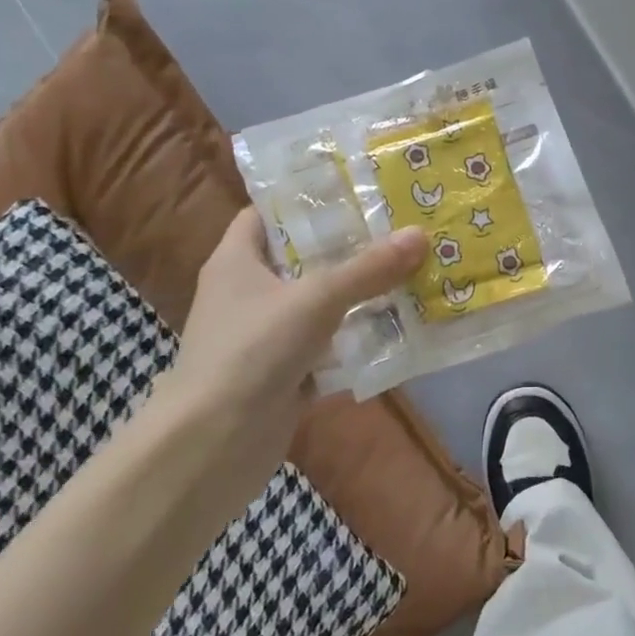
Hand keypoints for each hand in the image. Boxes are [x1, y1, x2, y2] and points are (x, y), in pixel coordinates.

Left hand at [150, 207, 425, 477]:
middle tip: (400, 229)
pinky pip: (327, 347)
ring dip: (359, 296)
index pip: (267, 214)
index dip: (306, 199)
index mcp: (237, 260)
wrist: (214, 444)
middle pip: (302, 259)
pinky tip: (398, 330)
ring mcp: (265, 336)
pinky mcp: (283, 373)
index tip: (356, 190)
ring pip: (319, 305)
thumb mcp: (315, 299)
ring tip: (411, 272)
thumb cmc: (252, 351)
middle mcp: (248, 293)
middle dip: (349, 248)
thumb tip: (420, 234)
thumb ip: (367, 269)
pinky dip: (356, 341)